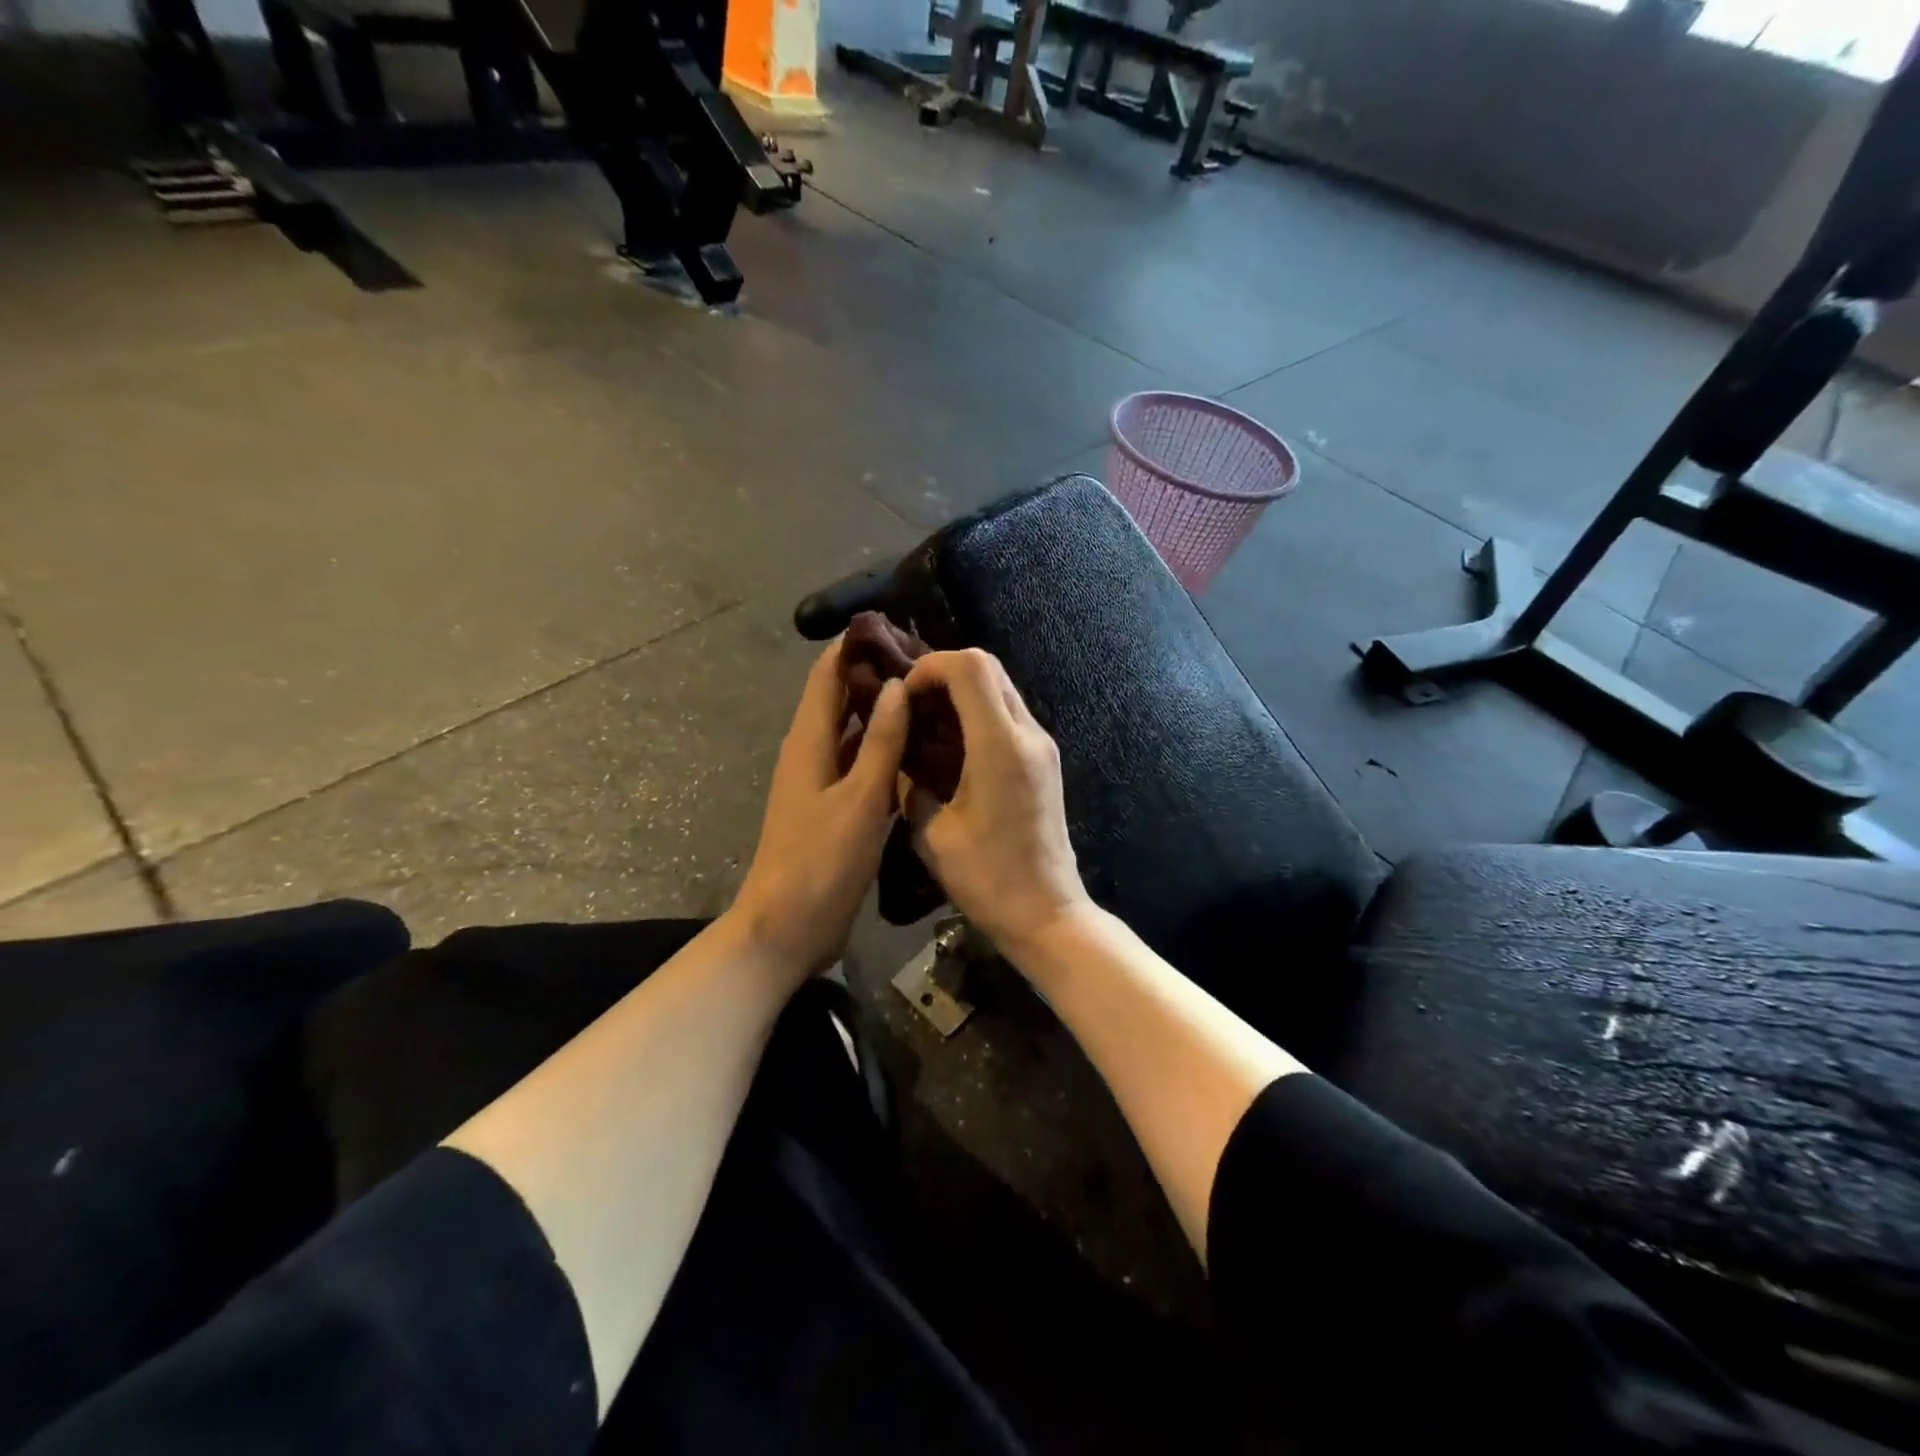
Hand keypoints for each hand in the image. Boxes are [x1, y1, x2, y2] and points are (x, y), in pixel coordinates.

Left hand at [731, 641, 909, 980]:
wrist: (787, 927)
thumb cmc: (821, 861)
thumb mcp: (860, 799)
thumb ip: (881, 742)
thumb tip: (896, 685)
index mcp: (810, 741)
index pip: (827, 675)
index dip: (854, 646)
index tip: (896, 627)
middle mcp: (812, 752)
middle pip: (841, 699)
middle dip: (876, 677)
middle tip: (929, 665)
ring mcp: (822, 782)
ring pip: (854, 733)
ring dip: (883, 714)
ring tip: (932, 700)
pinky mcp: (834, 808)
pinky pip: (861, 766)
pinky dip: (884, 752)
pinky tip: (919, 752)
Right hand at [902, 650, 1091, 958]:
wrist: (1047, 913)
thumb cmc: (987, 879)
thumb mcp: (932, 834)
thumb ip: (911, 786)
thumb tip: (901, 758)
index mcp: (1000, 747)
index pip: (971, 668)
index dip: (931, 667)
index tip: (904, 694)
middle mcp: (1029, 734)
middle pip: (989, 667)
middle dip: (944, 672)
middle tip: (911, 702)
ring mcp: (1042, 745)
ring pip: (1002, 687)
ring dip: (963, 690)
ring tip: (927, 719)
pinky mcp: (1045, 760)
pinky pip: (1009, 713)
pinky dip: (979, 710)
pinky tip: (952, 741)